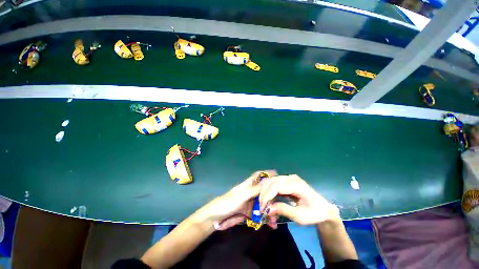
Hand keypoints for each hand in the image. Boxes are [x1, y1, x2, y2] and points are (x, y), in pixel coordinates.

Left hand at [199, 170, 276, 229]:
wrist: (215, 217)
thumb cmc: (227, 202)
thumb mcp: (241, 196)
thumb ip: (253, 190)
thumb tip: (266, 182)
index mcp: (247, 185)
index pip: (258, 176)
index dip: (266, 173)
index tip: (277, 173)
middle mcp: (250, 193)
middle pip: (263, 191)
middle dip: (272, 196)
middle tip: (282, 202)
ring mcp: (249, 203)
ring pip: (262, 204)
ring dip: (270, 210)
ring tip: (276, 219)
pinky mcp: (248, 213)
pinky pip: (259, 215)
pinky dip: (265, 219)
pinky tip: (271, 225)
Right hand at [259, 174, 339, 227]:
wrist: (324, 209)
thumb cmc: (314, 214)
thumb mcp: (300, 216)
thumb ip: (283, 210)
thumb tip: (268, 209)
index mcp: (297, 185)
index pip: (276, 186)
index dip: (267, 196)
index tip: (262, 208)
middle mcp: (291, 178)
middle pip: (272, 181)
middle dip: (264, 194)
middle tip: (261, 207)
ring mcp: (289, 178)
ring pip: (271, 181)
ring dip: (266, 192)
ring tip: (265, 205)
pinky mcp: (287, 181)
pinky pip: (274, 184)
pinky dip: (269, 192)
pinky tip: (269, 200)